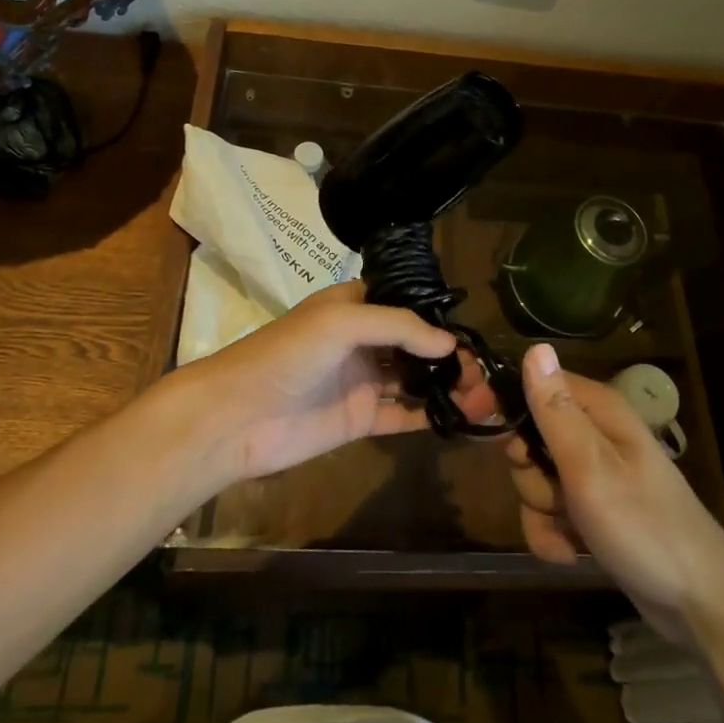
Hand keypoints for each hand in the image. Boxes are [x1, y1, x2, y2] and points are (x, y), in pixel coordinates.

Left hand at [175, 282, 499, 483]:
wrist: (238, 416)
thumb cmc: (289, 354)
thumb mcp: (343, 322)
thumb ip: (399, 327)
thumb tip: (450, 345)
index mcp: (353, 306)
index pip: (405, 303)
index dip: (436, 314)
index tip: (472, 328)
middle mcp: (361, 340)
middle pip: (414, 344)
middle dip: (448, 355)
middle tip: (485, 371)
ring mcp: (362, 381)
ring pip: (413, 379)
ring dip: (446, 385)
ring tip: (484, 394)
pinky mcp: (359, 419)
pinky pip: (402, 415)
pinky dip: (430, 415)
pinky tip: (462, 418)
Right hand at [507, 344, 723, 645]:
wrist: (701, 607)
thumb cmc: (644, 527)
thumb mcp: (590, 466)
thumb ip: (555, 410)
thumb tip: (534, 347)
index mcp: (597, 410)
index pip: (535, 384)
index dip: (503, 401)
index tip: (473, 417)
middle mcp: (594, 435)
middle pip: (530, 437)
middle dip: (529, 472)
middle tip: (554, 492)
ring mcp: (594, 476)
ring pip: (536, 480)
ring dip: (541, 511)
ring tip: (571, 532)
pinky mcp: (594, 512)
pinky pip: (550, 515)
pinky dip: (553, 536)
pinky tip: (572, 554)